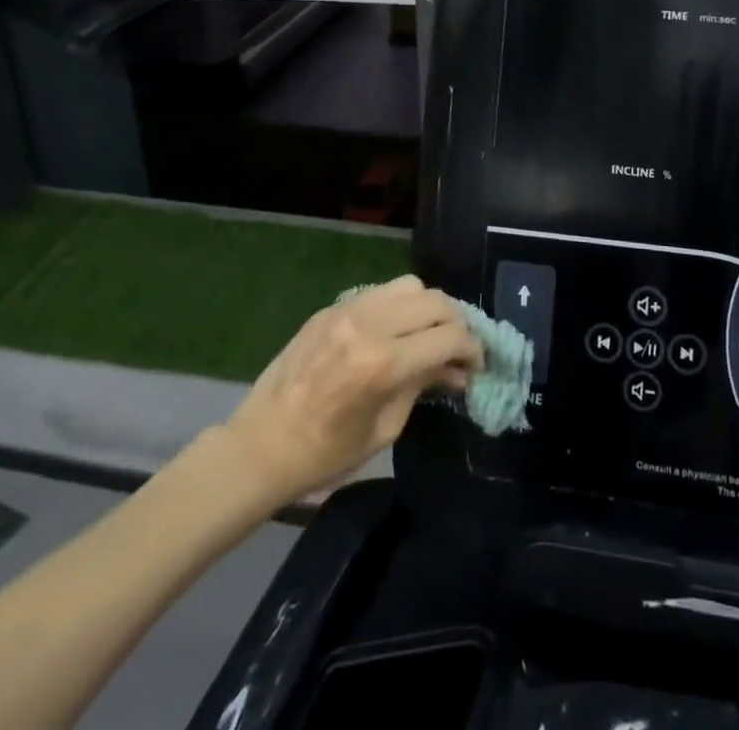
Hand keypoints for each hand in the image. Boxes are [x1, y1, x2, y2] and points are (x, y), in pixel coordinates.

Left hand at [216, 276, 481, 504]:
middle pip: (434, 300)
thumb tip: (456, 370)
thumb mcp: (384, 429)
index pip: (447, 337)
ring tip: (429, 334)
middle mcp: (368, 324)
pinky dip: (399, 306)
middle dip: (456, 322)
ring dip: (428, 307)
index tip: (478, 364)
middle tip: (459, 348)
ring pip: (409, 285)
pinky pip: (379, 292)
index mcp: (382, 363)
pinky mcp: (331, 308)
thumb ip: (422, 386)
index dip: (472, 349)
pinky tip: (396, 331)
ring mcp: (347, 310)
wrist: (260, 446)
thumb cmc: (324, 454)